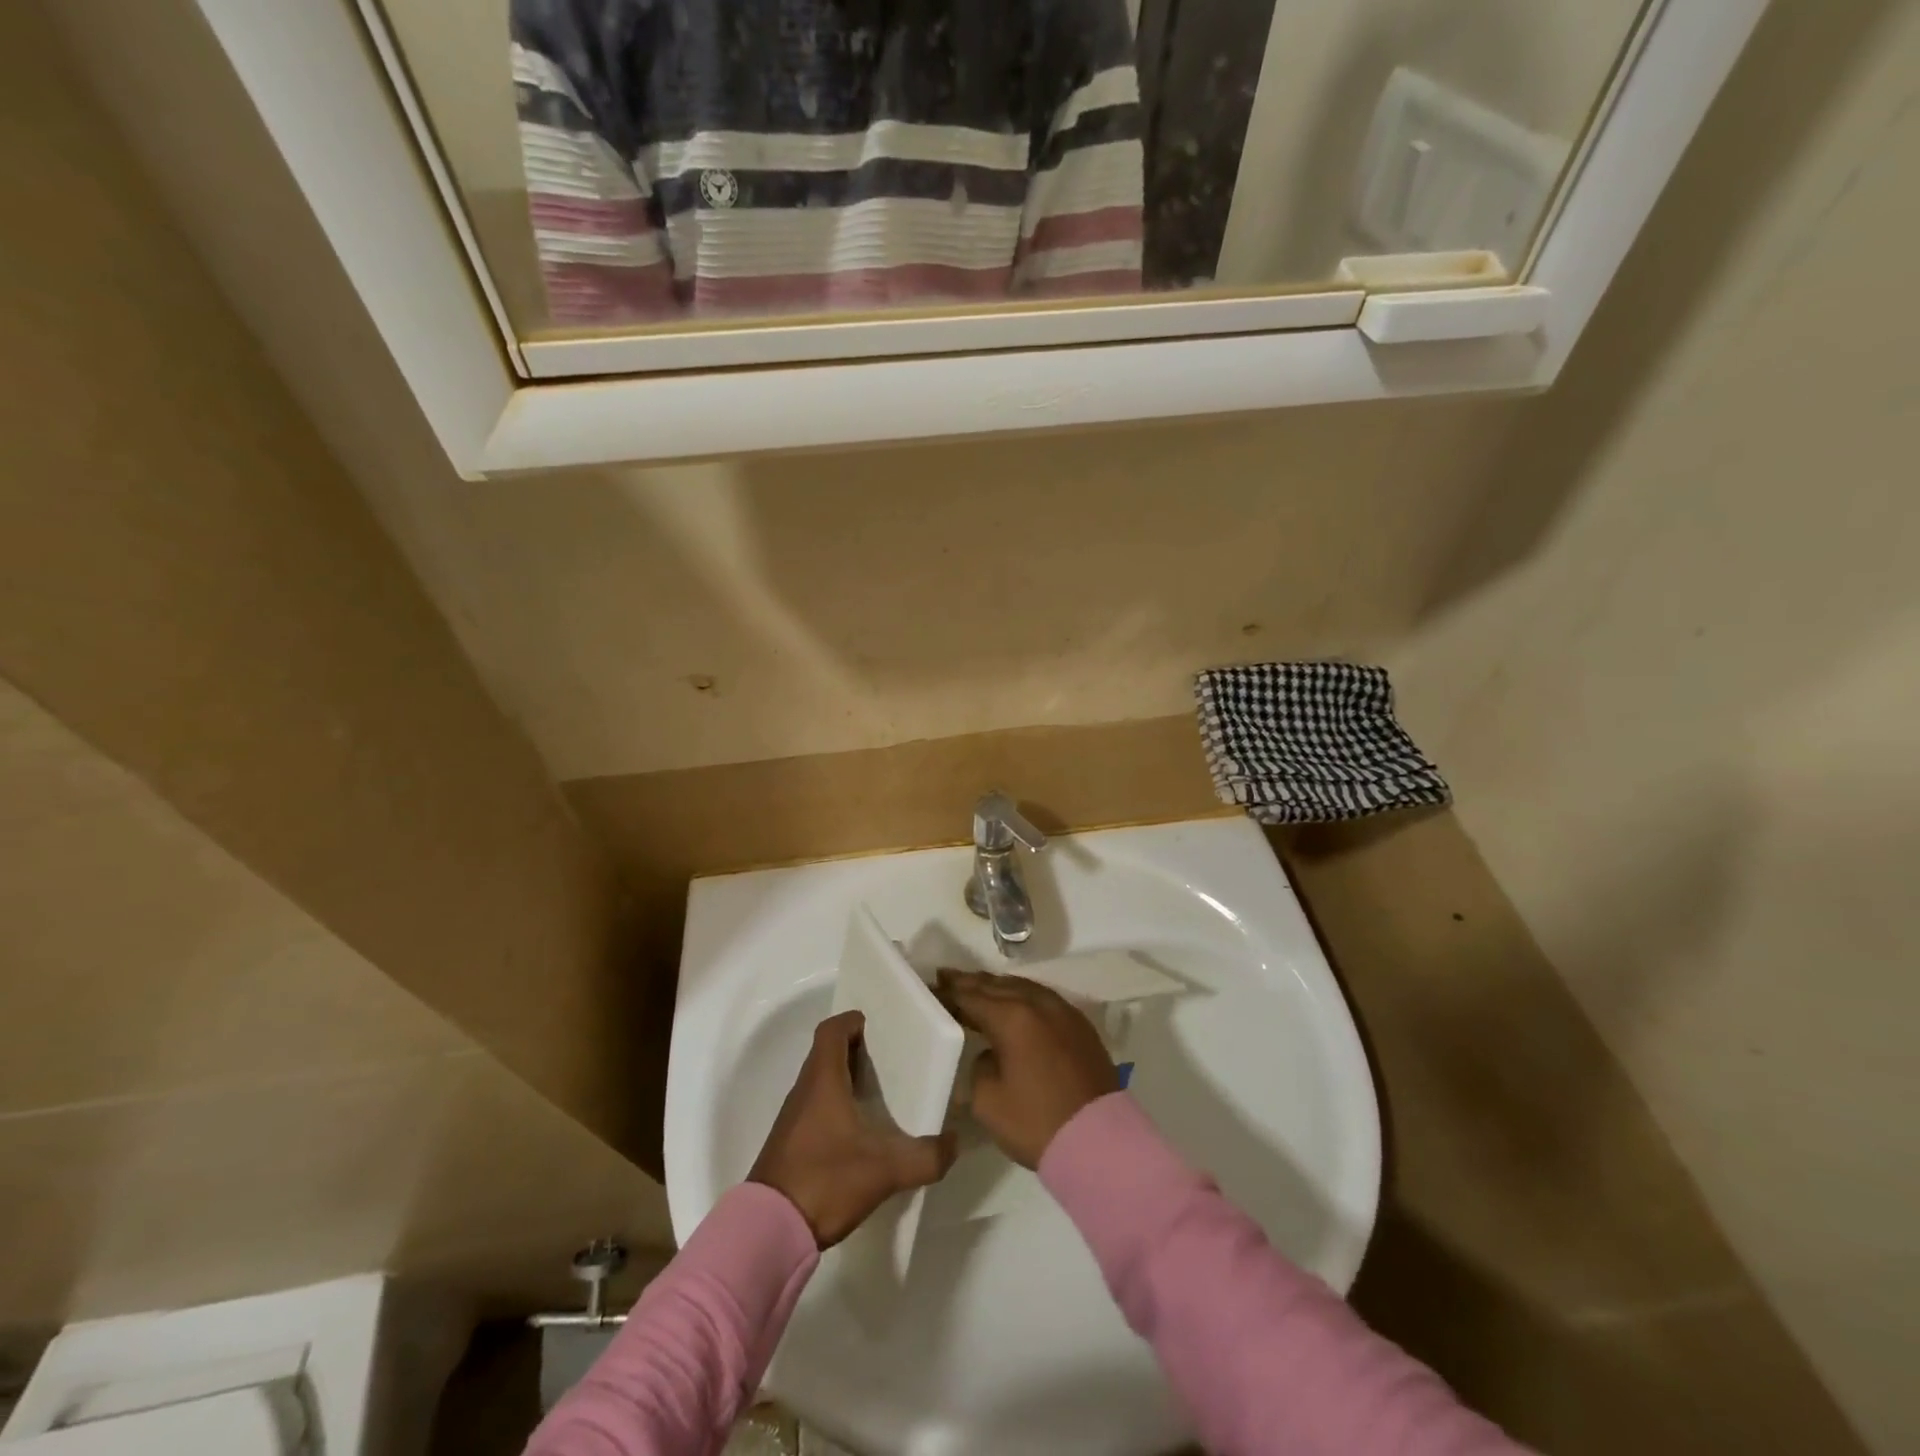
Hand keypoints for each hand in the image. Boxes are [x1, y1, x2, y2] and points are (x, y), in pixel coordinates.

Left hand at [749, 1010, 957, 1248]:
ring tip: (879, 1094)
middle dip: (856, 1049)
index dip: (853, 1021)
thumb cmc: (826, 1181)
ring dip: (845, 1078)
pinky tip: (857, 1131)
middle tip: (889, 1060)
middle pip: (827, 1053)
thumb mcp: (885, 1170)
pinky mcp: (789, 1142)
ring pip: (820, 1080)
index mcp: (823, 1080)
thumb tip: (953, 1142)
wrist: (769, 1231)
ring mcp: (793, 1117)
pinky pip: (814, 1106)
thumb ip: (926, 1157)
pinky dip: (835, 1104)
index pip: (832, 1030)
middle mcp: (804, 1090)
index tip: (879, 1027)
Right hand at [937, 970, 1118, 1169]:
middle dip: (970, 982)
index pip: (971, 996)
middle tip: (946, 977)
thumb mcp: (988, 1101)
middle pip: (996, 985)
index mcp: (1011, 1018)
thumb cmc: (1037, 1122)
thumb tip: (989, 1053)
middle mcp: (1037, 1004)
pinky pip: (1042, 998)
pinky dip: (1021, 995)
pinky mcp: (1079, 1025)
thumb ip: (979, 1066)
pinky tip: (1014, 1003)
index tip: (932, 987)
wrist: (1099, 1141)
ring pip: (1022, 987)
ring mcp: (1063, 1011)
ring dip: (996, 986)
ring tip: (976, 986)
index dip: (950, 992)